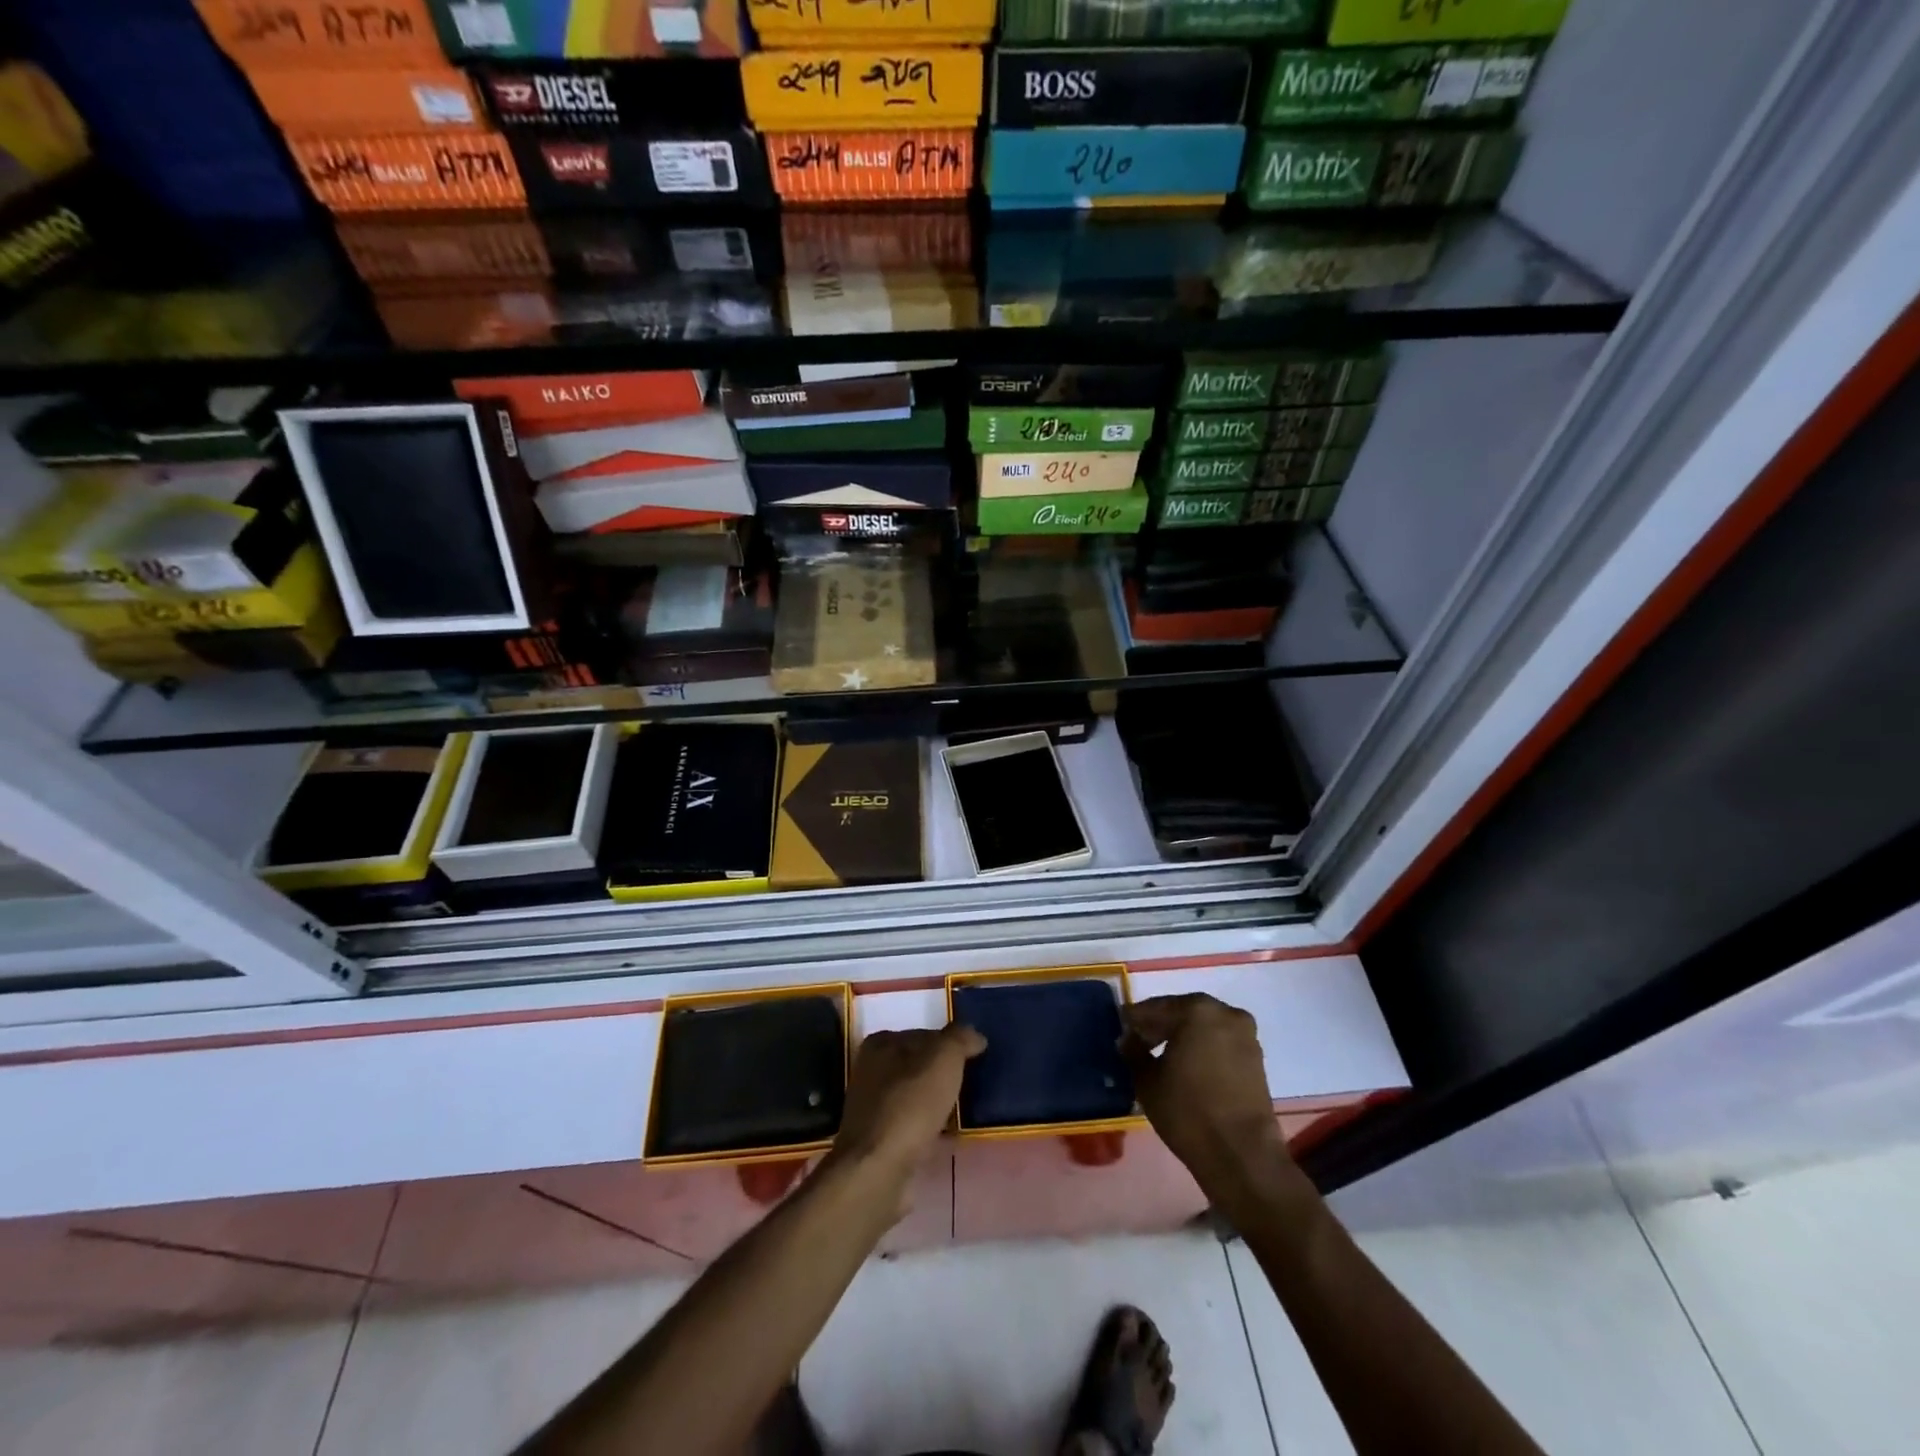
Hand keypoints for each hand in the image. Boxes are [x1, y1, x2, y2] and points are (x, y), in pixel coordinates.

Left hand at [831, 1023, 985, 1185]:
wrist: (878, 1170)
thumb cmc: (910, 1105)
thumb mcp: (943, 1059)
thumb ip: (959, 1039)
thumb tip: (974, 1036)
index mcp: (881, 1044)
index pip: (925, 1034)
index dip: (951, 1044)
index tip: (973, 1058)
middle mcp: (872, 1071)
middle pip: (918, 1065)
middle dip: (943, 1073)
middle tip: (972, 1084)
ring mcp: (872, 1107)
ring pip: (915, 1095)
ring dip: (936, 1101)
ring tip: (963, 1110)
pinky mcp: (878, 1140)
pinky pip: (912, 1123)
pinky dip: (929, 1125)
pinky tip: (946, 1134)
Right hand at [1122, 995, 1290, 1195]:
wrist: (1242, 1155)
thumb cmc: (1188, 1111)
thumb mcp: (1146, 1080)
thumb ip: (1133, 1052)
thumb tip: (1129, 1040)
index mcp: (1196, 1009)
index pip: (1153, 1008)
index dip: (1133, 1021)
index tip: (1119, 1033)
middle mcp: (1224, 1012)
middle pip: (1181, 1014)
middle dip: (1159, 1028)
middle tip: (1137, 1045)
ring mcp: (1245, 1035)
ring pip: (1202, 1028)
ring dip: (1181, 1038)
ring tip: (1160, 1059)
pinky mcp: (1256, 1059)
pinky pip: (1219, 1043)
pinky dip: (1201, 1050)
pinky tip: (1185, 1069)